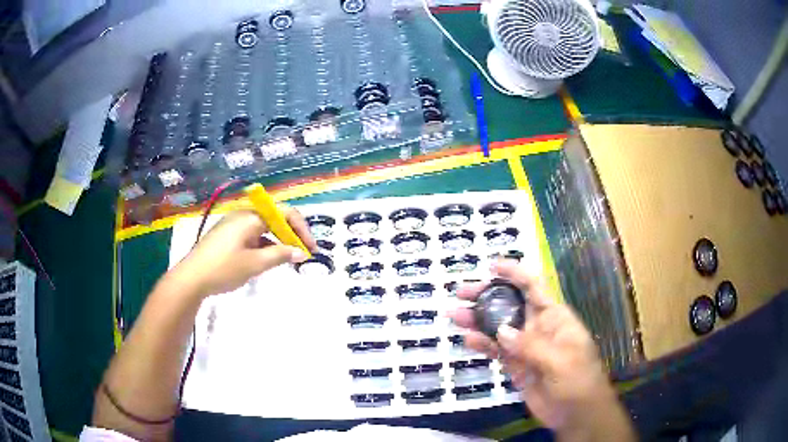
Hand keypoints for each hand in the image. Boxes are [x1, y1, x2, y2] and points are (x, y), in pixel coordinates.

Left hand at [170, 208, 316, 297]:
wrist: (191, 278)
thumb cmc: (224, 268)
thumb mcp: (255, 263)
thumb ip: (280, 255)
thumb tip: (301, 252)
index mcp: (251, 216)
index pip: (285, 213)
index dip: (301, 229)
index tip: (311, 249)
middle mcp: (243, 215)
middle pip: (275, 218)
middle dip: (291, 234)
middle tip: (302, 254)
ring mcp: (234, 225)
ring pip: (264, 228)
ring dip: (278, 240)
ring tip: (287, 259)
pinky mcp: (227, 235)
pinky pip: (252, 235)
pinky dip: (264, 244)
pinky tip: (267, 259)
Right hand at [449, 261, 619, 433]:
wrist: (577, 414)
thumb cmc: (579, 381)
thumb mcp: (561, 360)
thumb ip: (531, 345)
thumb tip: (501, 331)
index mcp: (554, 318)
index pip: (534, 287)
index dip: (514, 273)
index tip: (491, 266)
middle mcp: (538, 328)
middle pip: (510, 305)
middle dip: (487, 296)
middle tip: (461, 293)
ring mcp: (525, 348)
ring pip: (498, 328)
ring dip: (478, 321)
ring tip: (455, 316)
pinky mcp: (516, 366)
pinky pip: (496, 351)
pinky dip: (482, 345)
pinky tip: (468, 341)